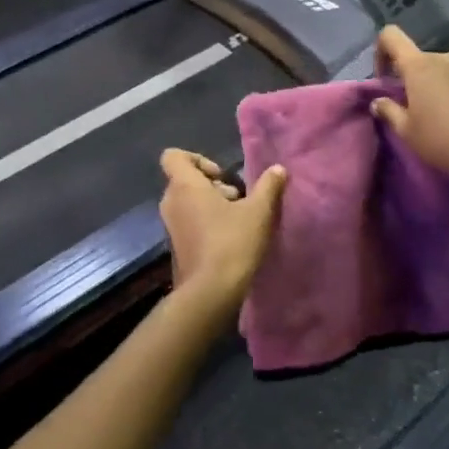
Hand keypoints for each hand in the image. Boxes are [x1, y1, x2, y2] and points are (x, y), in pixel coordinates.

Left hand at [159, 150, 288, 308]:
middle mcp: (171, 202)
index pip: (174, 156)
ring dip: (211, 205)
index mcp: (185, 186)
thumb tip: (278, 169)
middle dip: (213, 185)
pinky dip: (206, 223)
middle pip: (185, 179)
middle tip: (238, 199)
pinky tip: (230, 239)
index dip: (198, 159)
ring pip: (188, 202)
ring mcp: (170, 226)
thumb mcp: (259, 212)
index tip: (222, 176)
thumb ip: (269, 186)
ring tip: (238, 220)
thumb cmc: (232, 243)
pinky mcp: (175, 245)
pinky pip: (188, 222)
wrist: (210, 292)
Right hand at [370, 26, 448, 185]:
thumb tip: (379, 102)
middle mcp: (445, 59)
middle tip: (413, 108)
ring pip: (444, 71)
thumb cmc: (443, 140)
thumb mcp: (407, 132)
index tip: (384, 79)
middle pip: (420, 59)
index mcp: (419, 66)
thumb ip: (389, 111)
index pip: (391, 36)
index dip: (381, 52)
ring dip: (437, 86)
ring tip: (442, 116)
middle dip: (412, 78)